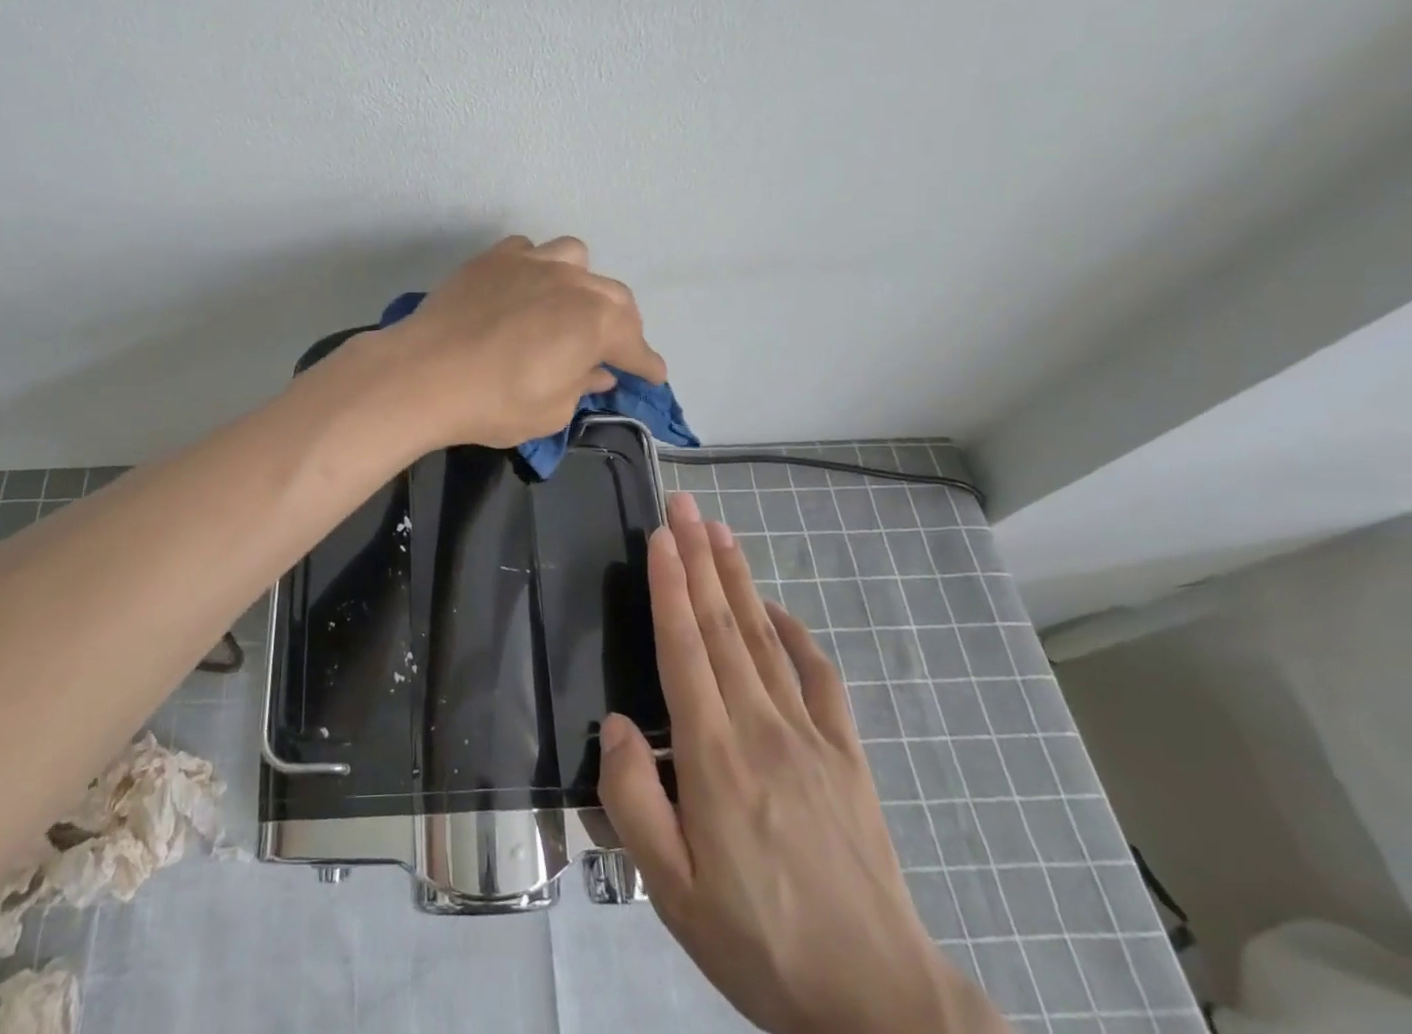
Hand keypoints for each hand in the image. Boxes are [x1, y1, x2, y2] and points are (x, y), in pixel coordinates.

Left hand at [385, 235, 666, 448]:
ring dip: (583, 284)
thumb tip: (597, 371)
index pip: (635, 345)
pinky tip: (523, 289)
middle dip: (622, 325)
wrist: (422, 374)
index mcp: (596, 322)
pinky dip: (536, 268)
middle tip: (612, 349)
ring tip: (568, 307)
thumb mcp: (551, 411)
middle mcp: (573, 282)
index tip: (652, 376)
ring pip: (575, 259)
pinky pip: (528, 251)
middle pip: (614, 298)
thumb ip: (582, 385)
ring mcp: (531, 263)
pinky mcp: (493, 258)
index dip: (646, 364)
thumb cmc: (494, 403)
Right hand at [598, 495, 1006, 1033]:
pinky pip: (819, 677)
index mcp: (715, 757)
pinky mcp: (847, 755)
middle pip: (723, 625)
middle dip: (698, 558)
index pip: (685, 649)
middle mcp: (762, 727)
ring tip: (719, 532)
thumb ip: (633, 801)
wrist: (879, 1003)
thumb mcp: (673, 891)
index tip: (659, 536)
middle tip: (684, 507)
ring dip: (738, 579)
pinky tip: (779, 609)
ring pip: (764, 637)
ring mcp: (811, 736)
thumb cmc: (760, 943)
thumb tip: (613, 725)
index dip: (670, 586)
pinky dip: (796, 633)